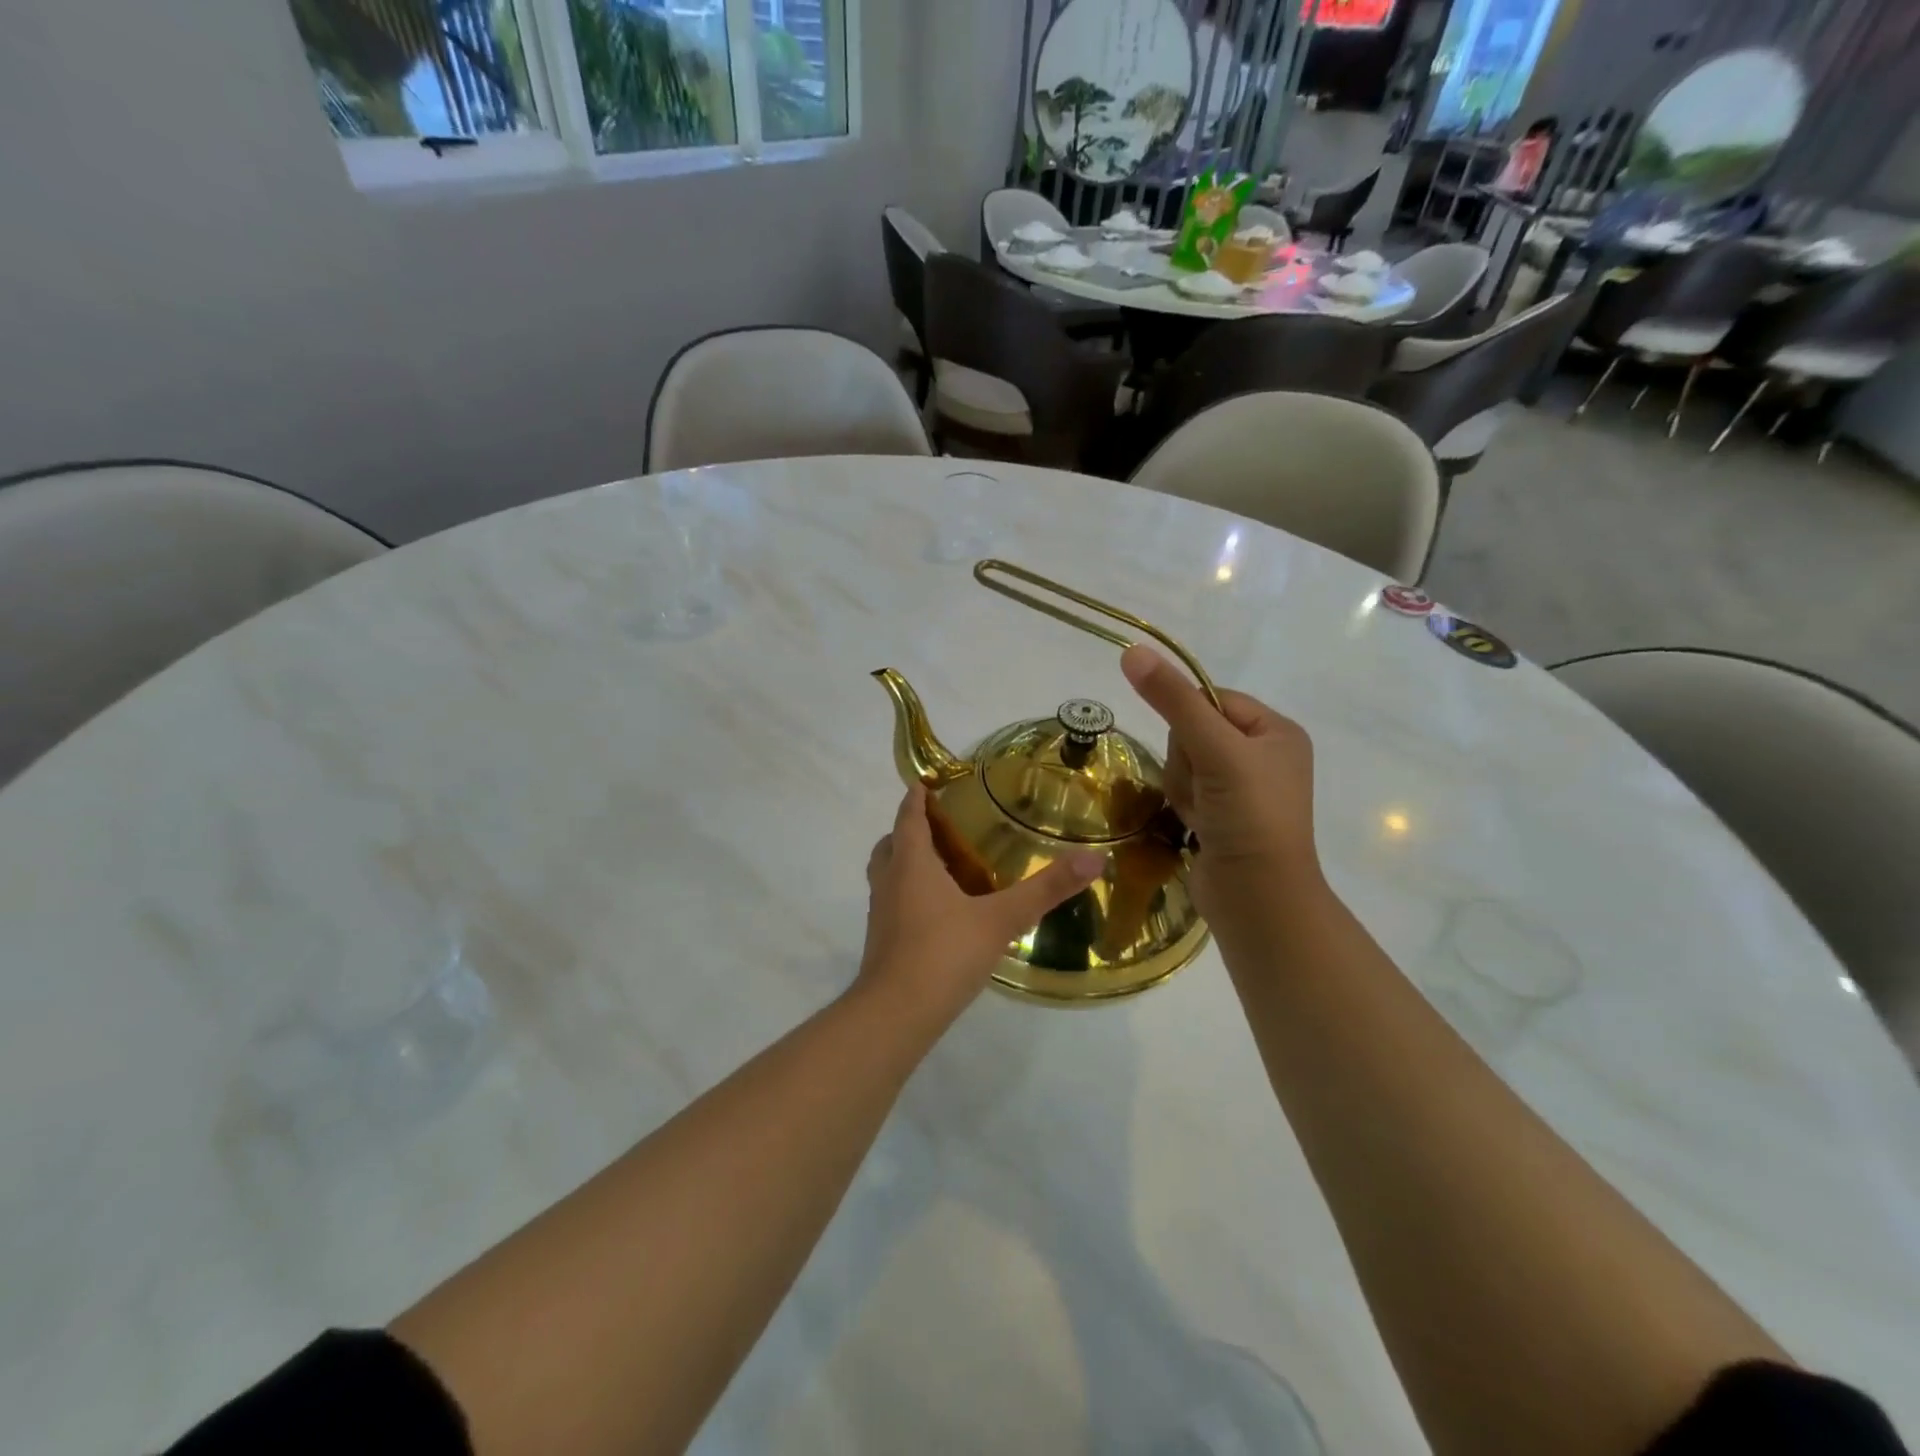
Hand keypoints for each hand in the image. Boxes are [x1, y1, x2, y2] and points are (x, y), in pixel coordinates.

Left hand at [858, 784, 1103, 1026]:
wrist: (896, 1014)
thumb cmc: (944, 953)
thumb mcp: (1001, 919)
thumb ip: (1046, 889)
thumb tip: (1095, 859)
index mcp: (911, 863)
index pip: (908, 816)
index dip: (916, 797)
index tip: (928, 782)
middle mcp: (889, 881)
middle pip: (891, 843)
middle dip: (910, 829)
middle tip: (941, 826)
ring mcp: (881, 913)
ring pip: (887, 873)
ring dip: (906, 862)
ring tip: (942, 866)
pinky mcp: (881, 941)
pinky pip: (893, 902)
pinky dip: (909, 893)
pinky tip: (939, 912)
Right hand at [1120, 644, 1322, 926]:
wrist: (1258, 898)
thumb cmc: (1249, 815)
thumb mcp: (1214, 749)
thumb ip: (1173, 700)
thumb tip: (1133, 650)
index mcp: (1277, 731)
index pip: (1212, 699)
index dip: (1191, 721)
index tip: (1197, 751)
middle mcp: (1263, 755)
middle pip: (1194, 732)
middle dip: (1187, 761)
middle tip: (1206, 788)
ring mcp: (1242, 789)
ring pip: (1184, 763)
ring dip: (1184, 787)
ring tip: (1202, 814)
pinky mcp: (1224, 816)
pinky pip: (1186, 791)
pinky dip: (1186, 806)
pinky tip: (1198, 826)